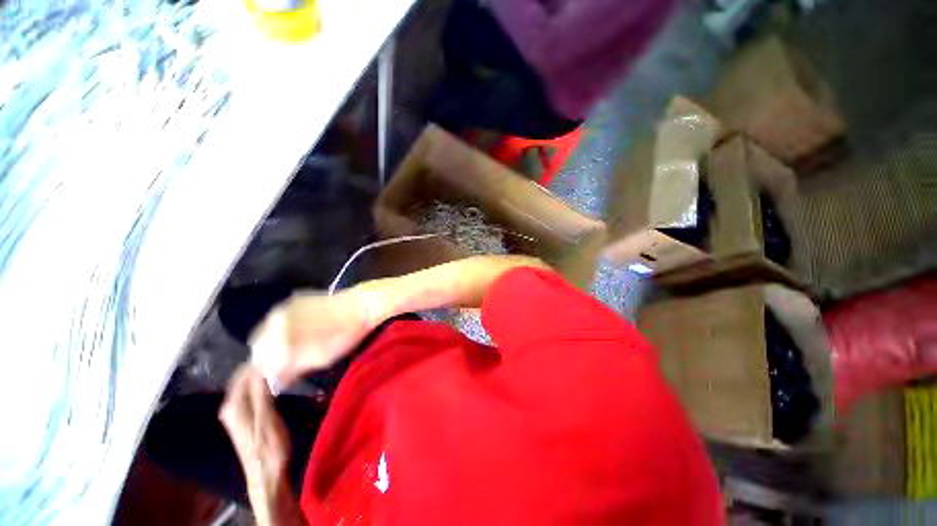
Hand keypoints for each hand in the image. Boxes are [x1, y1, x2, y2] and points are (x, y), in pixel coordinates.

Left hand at [220, 365, 307, 525]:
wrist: (266, 473)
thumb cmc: (268, 447)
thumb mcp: (266, 420)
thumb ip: (262, 395)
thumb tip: (262, 369)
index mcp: (233, 406)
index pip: (243, 374)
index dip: (258, 361)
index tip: (278, 347)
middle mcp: (230, 406)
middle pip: (244, 378)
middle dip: (260, 365)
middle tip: (283, 352)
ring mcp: (237, 412)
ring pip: (248, 384)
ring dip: (263, 373)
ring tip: (282, 361)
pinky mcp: (245, 416)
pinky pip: (252, 392)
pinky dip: (264, 383)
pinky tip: (276, 379)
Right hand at [249, 289, 374, 387]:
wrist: (361, 306)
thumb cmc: (344, 336)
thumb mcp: (319, 360)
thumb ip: (292, 370)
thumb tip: (275, 381)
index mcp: (280, 339)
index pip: (261, 364)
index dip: (269, 374)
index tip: (278, 379)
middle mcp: (274, 322)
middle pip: (258, 347)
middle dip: (266, 359)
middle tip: (282, 366)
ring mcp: (282, 308)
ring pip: (264, 332)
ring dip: (270, 344)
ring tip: (287, 351)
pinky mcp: (292, 300)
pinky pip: (274, 320)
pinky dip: (278, 330)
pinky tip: (292, 334)